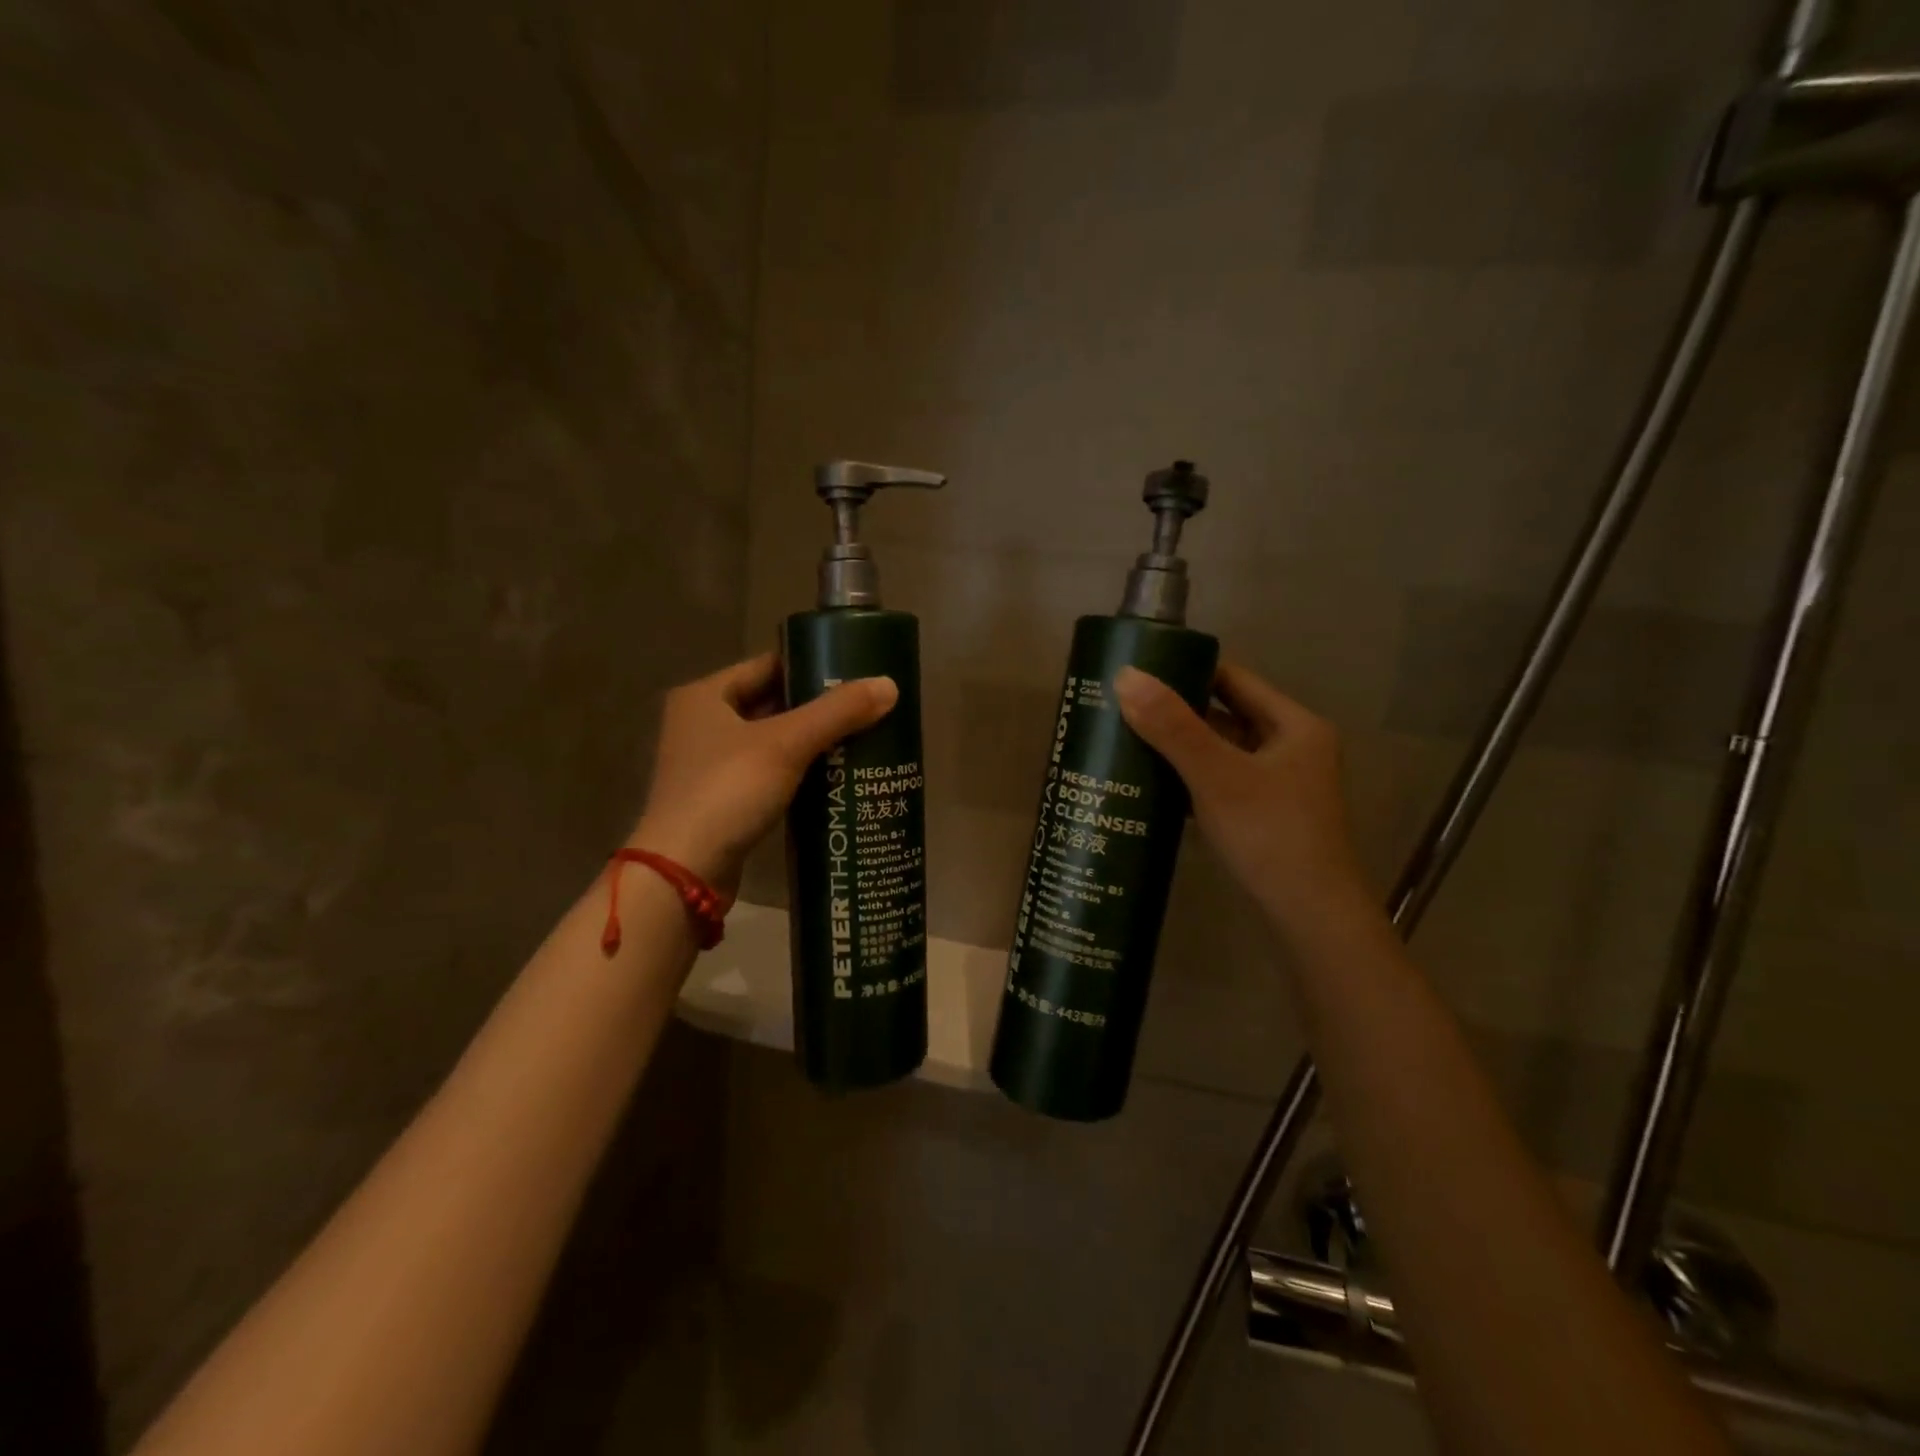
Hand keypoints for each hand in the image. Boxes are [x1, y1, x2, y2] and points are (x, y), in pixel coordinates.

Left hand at [633, 652, 897, 896]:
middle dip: (817, 710)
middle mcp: (701, 724)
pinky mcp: (721, 801)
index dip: (811, 668)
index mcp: (705, 696)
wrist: (684, 872)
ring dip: (810, 744)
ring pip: (771, 743)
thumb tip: (889, 685)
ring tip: (860, 742)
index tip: (855, 676)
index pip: (768, 666)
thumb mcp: (787, 744)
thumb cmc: (728, 791)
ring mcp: (708, 765)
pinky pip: (768, 775)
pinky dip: (798, 774)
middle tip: (866, 712)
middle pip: (771, 704)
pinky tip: (834, 779)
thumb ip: (838, 712)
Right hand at [1115, 661, 1370, 937]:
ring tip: (1127, 742)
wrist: (1310, 917)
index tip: (1139, 673)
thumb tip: (1124, 676)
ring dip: (1179, 748)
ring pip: (1220, 753)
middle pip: (1225, 716)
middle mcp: (1291, 748)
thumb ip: (1172, 727)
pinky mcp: (1264, 816)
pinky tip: (1151, 785)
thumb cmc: (1270, 835)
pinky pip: (1219, 783)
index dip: (1187, 671)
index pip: (1233, 679)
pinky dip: (1189, 780)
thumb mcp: (1217, 776)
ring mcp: (1279, 785)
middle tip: (1122, 708)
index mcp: (1294, 726)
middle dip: (1176, 713)